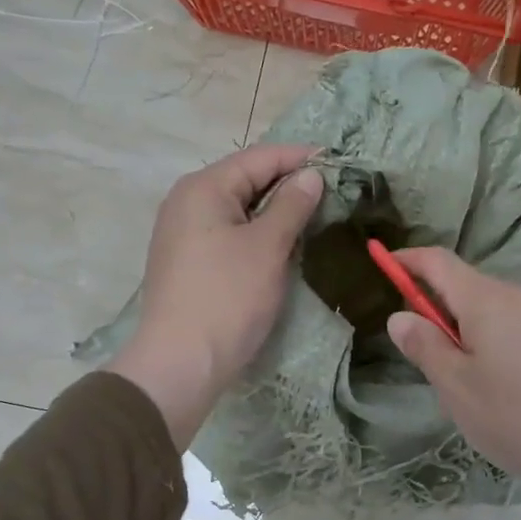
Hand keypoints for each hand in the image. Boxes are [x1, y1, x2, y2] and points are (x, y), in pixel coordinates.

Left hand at [109, 143, 322, 448]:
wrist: (181, 362)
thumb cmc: (228, 297)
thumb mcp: (267, 247)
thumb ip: (291, 205)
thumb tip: (311, 175)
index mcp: (203, 188)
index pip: (258, 158)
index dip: (300, 157)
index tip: (338, 161)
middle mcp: (188, 202)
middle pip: (246, 180)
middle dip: (289, 183)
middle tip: (332, 191)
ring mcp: (184, 234)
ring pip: (239, 209)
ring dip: (275, 210)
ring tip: (314, 214)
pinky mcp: (189, 262)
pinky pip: (230, 233)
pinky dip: (258, 232)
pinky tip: (283, 244)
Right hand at [385, 248, 520, 519]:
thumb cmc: (514, 416)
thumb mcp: (456, 387)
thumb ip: (425, 345)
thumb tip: (400, 316)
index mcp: (486, 300)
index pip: (439, 261)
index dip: (408, 260)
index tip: (385, 264)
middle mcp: (518, 295)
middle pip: (466, 284)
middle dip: (437, 303)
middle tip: (423, 348)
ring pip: (492, 306)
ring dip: (466, 324)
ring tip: (463, 375)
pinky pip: (515, 323)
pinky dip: (493, 336)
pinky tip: (500, 380)